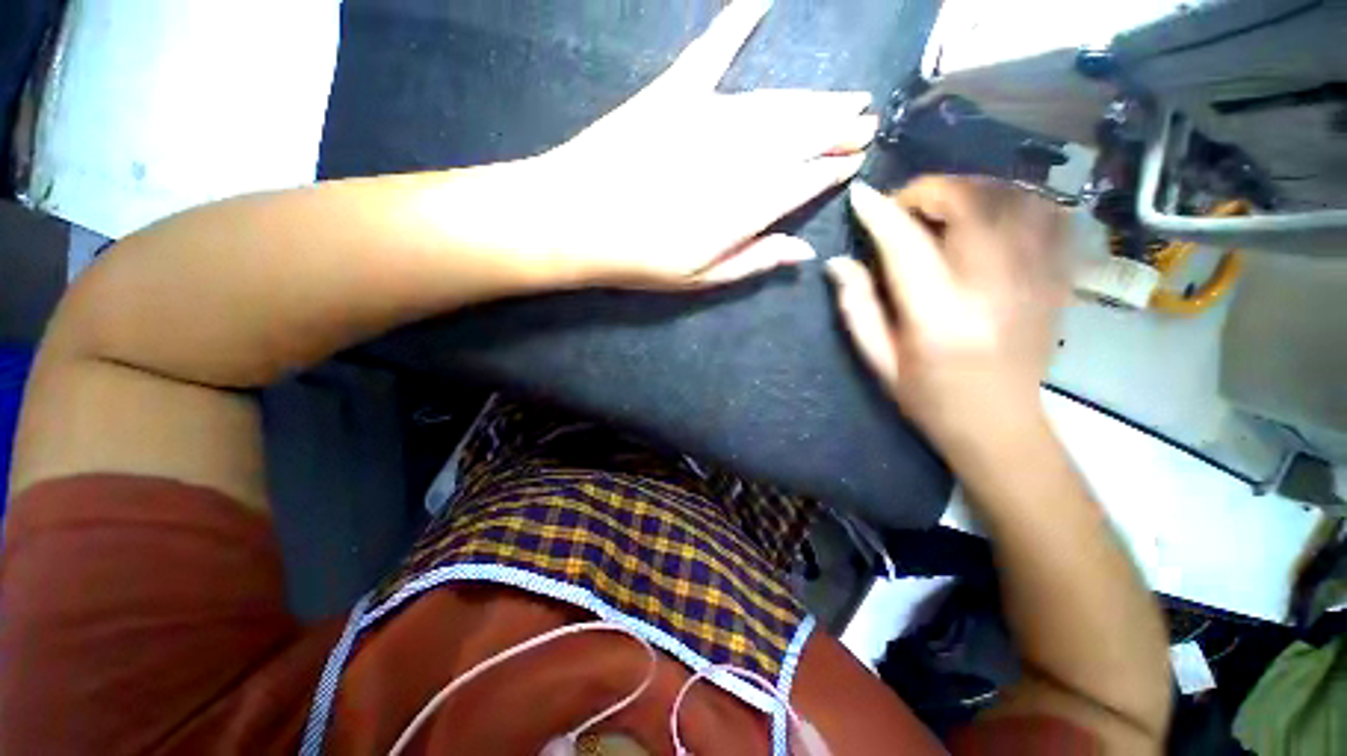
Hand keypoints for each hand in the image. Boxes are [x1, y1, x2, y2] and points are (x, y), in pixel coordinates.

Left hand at [520, 0, 875, 288]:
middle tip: (865, 121)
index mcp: (743, 209)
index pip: (803, 183)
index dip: (831, 171)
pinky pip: (712, 51)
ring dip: (815, 100)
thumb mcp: (699, 278)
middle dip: (837, 129)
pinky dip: (737, 20)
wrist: (573, 221)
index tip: (855, 161)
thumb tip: (804, 250)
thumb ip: (753, 261)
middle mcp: (736, 159)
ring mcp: (705, 119)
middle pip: (799, 138)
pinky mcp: (673, 94)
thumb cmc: (638, 260)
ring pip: (775, 105)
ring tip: (846, 98)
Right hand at [826, 177, 1068, 452]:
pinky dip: (1019, 201)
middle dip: (931, 191)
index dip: (881, 213)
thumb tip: (838, 262)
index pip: (907, 245)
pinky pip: (1051, 216)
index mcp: (938, 316)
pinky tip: (993, 215)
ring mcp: (1036, 280)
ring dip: (973, 191)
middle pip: (972, 204)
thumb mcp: (878, 361)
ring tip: (944, 209)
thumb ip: (857, 308)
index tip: (860, 197)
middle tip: (905, 208)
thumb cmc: (929, 398)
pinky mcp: (1057, 279)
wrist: (1000, 425)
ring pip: (1015, 199)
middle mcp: (992, 289)